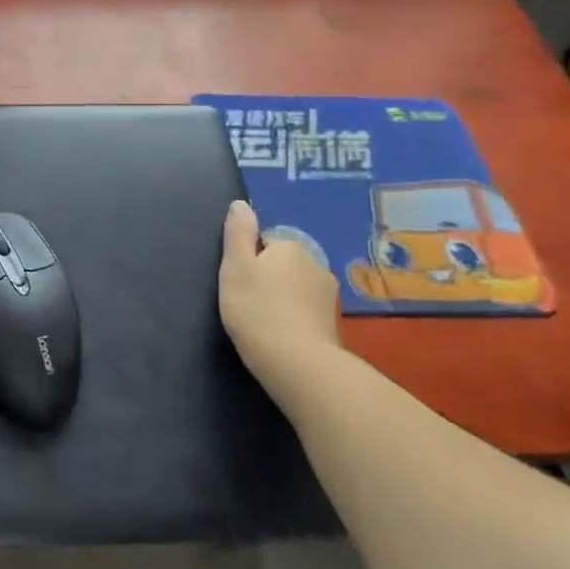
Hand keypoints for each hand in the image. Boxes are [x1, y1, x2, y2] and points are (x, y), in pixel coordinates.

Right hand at [218, 199, 342, 397]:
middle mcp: (315, 264)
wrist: (298, 364)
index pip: (264, 243)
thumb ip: (238, 232)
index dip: (248, 262)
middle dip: (268, 279)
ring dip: (282, 299)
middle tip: (247, 303)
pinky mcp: (334, 324)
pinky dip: (294, 318)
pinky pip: (306, 311)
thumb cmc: (257, 309)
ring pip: (295, 288)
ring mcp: (328, 296)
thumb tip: (241, 204)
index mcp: (290, 247)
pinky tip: (282, 336)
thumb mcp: (235, 266)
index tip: (239, 284)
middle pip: (282, 264)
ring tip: (264, 323)